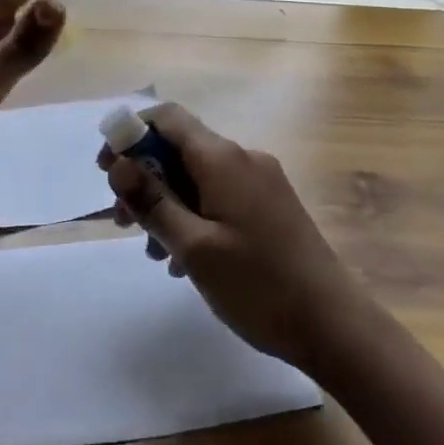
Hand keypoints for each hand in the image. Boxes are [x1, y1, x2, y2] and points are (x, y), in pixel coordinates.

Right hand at [100, 104, 360, 370]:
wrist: (336, 326)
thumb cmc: (259, 286)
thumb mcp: (194, 248)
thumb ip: (153, 202)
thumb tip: (119, 164)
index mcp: (224, 158)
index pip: (167, 117)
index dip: (131, 134)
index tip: (107, 171)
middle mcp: (243, 158)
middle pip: (180, 149)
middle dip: (145, 178)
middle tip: (122, 221)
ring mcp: (261, 182)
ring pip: (198, 177)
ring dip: (167, 203)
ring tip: (152, 251)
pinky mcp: (271, 206)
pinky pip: (220, 196)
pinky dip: (194, 215)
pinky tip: (186, 260)